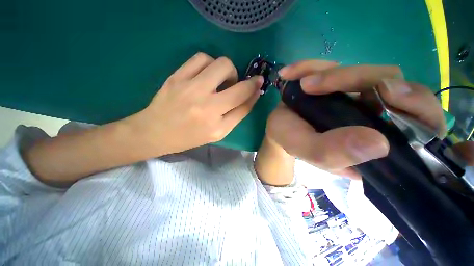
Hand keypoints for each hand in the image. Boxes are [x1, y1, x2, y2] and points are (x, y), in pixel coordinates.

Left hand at [129, 52, 262, 155]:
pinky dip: (209, 63)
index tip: (259, 81)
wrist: (156, 132)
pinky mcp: (176, 76)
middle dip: (239, 77)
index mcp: (216, 123)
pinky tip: (205, 75)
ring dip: (224, 70)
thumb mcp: (219, 132)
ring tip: (217, 81)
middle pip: (231, 74)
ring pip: (218, 62)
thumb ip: (238, 114)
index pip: (242, 99)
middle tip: (231, 86)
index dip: (254, 88)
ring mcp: (189, 87)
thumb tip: (252, 94)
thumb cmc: (190, 136)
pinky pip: (200, 58)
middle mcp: (204, 103)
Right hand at [266, 60, 446, 178]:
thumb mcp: (307, 152)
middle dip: (358, 79)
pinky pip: (335, 64)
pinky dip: (311, 66)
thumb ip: (333, 152)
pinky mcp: (341, 83)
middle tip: (315, 86)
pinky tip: (290, 74)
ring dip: (330, 73)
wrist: (278, 127)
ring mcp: (358, 97)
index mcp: (375, 145)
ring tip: (300, 84)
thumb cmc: (291, 141)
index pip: (421, 127)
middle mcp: (375, 119)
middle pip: (396, 87)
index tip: (388, 94)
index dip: (417, 108)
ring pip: (367, 72)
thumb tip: (378, 143)